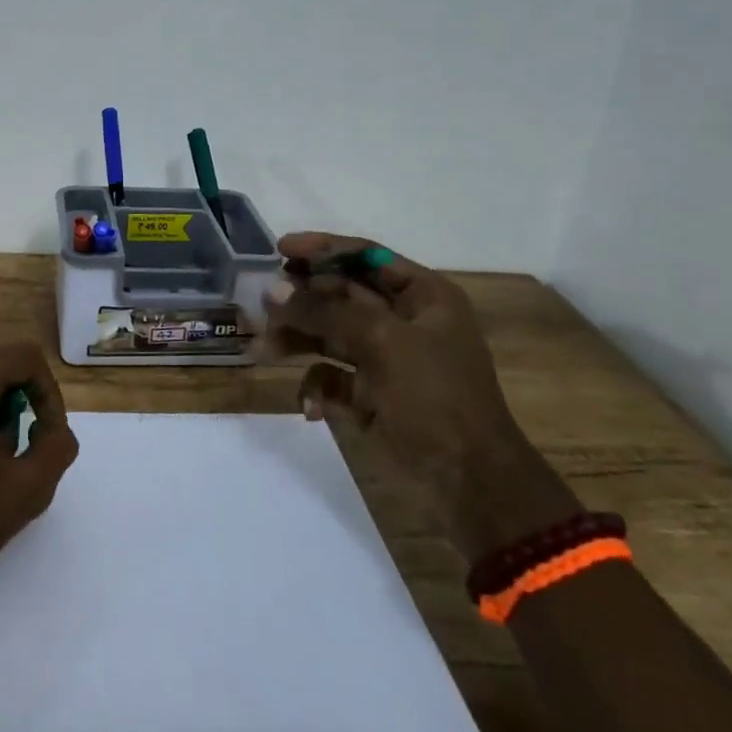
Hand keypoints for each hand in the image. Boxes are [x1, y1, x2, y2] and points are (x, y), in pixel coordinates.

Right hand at [264, 232, 578, 560]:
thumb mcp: (382, 342)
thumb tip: (272, 290)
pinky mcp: (370, 395)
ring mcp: (385, 359)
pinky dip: (315, 386)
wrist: (470, 483)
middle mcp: (403, 321)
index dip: (323, 248)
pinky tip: (310, 406)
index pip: (366, 257)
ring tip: (261, 348)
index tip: (279, 248)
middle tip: (261, 303)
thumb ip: (325, 311)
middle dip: (301, 298)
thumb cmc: (435, 397)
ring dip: (296, 338)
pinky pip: (331, 377)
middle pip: (340, 294)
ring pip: (328, 334)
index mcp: (422, 296)